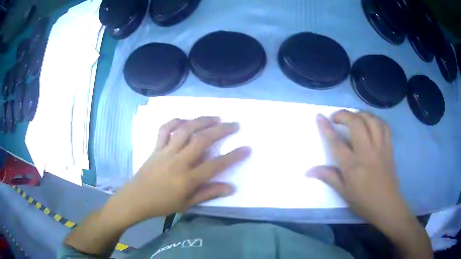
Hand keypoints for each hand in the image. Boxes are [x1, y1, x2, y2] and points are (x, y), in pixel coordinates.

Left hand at [107, 117, 250, 225]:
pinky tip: (185, 119)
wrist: (136, 199)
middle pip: (203, 140)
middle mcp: (179, 161)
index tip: (246, 148)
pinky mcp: (156, 147)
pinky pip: (165, 129)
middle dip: (221, 130)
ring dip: (202, 121)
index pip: (216, 165)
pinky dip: (175, 121)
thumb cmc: (162, 204)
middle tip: (234, 124)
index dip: (233, 156)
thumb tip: (230, 188)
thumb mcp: (187, 204)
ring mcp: (166, 151)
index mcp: (188, 178)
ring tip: (215, 117)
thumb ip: (208, 194)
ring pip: (186, 130)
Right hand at [308, 111, 409, 225]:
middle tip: (337, 117)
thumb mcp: (343, 192)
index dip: (326, 127)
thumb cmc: (363, 201)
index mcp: (352, 166)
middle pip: (356, 123)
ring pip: (371, 120)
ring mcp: (380, 147)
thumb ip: (328, 177)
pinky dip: (376, 119)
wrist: (387, 204)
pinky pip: (384, 126)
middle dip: (344, 114)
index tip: (319, 116)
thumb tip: (308, 171)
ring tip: (354, 117)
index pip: (336, 142)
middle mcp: (367, 152)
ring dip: (360, 114)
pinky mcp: (389, 147)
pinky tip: (371, 122)